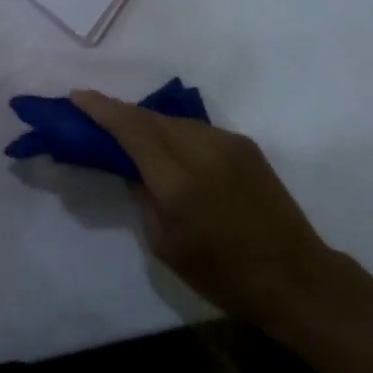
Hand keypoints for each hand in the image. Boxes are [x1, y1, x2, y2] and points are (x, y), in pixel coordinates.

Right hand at [72, 90, 345, 329]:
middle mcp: (201, 150)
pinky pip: (197, 129)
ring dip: (148, 122)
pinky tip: (170, 148)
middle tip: (96, 116)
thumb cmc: (224, 275)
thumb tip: (130, 168)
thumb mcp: (166, 246)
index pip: (130, 129)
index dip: (101, 109)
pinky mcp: (243, 143)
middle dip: (120, 113)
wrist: (295, 277)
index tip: (77, 96)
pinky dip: (175, 132)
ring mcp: (226, 141)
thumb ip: (143, 197)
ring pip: (173, 120)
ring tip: (130, 133)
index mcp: (178, 182)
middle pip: (149, 117)